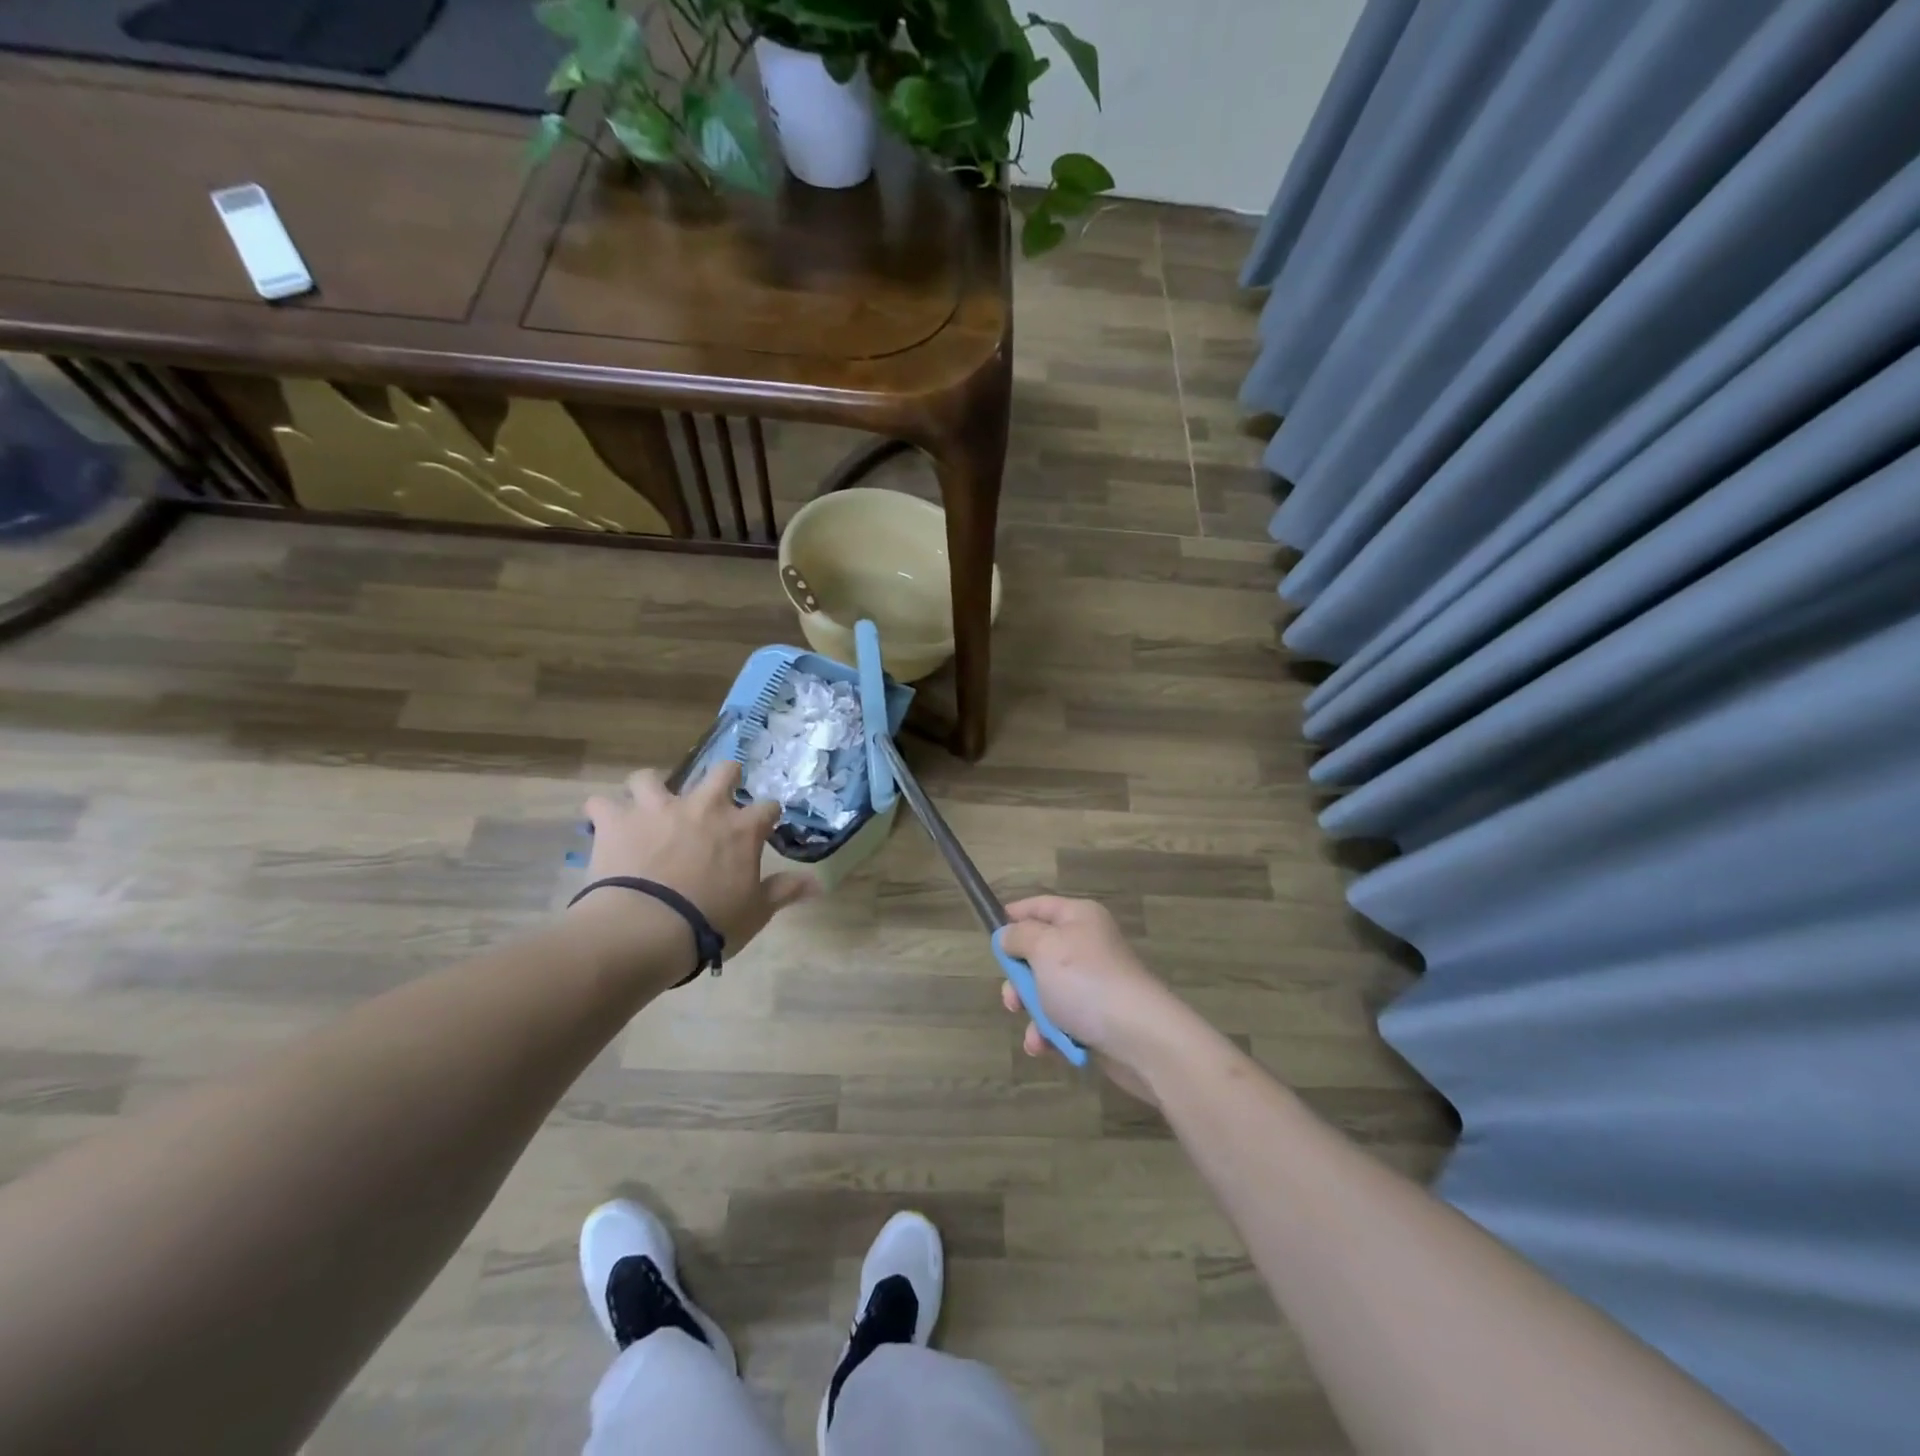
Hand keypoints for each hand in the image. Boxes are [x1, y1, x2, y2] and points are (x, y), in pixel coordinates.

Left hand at [575, 762, 814, 959]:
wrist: (646, 929)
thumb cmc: (710, 923)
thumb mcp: (756, 912)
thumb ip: (785, 891)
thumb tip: (819, 884)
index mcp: (741, 828)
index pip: (767, 807)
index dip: (768, 815)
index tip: (765, 826)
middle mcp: (703, 807)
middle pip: (722, 771)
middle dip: (725, 777)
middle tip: (719, 794)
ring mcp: (657, 808)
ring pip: (650, 778)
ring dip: (650, 789)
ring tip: (649, 806)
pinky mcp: (616, 821)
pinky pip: (601, 805)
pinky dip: (603, 814)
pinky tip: (604, 826)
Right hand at [997, 896, 1195, 1102]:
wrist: (1140, 1038)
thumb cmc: (1086, 982)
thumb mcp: (1044, 948)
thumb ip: (1019, 937)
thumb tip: (1007, 935)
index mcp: (1079, 918)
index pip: (1040, 906)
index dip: (1014, 915)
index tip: (991, 932)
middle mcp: (1088, 945)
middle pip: (1039, 952)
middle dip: (1019, 978)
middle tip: (1012, 998)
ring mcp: (1093, 982)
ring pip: (1046, 990)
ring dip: (1032, 1011)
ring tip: (1033, 1029)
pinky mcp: (1097, 1016)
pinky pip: (1061, 1018)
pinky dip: (1049, 1032)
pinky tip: (1044, 1046)